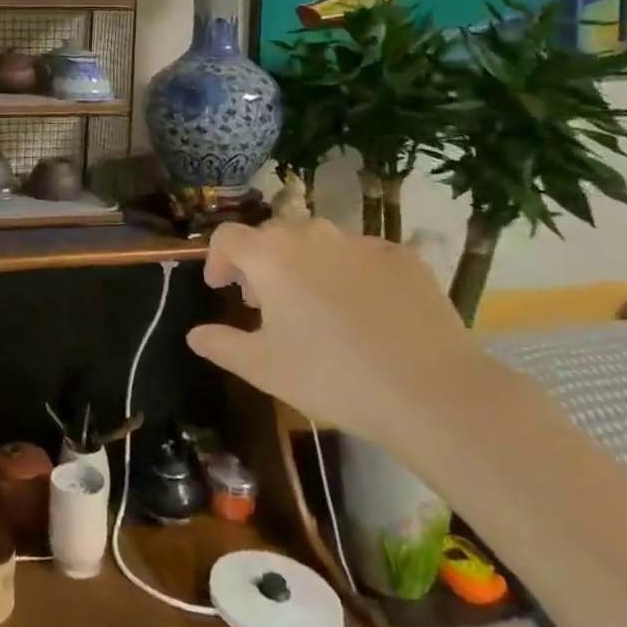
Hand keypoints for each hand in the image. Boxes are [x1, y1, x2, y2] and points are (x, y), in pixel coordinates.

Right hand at [185, 216, 486, 444]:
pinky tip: (364, 310)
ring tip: (316, 304)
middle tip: (267, 301)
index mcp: (270, 256)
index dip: (217, 258)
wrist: (432, 391)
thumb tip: (194, 334)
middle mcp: (310, 235)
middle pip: (272, 234)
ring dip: (305, 263)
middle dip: (261, 262)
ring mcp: (359, 242)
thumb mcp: (263, 368)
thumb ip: (221, 345)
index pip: (227, 236)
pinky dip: (350, 272)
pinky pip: (361, 255)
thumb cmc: (332, 376)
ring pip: (318, 241)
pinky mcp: (402, 257)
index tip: (222, 288)